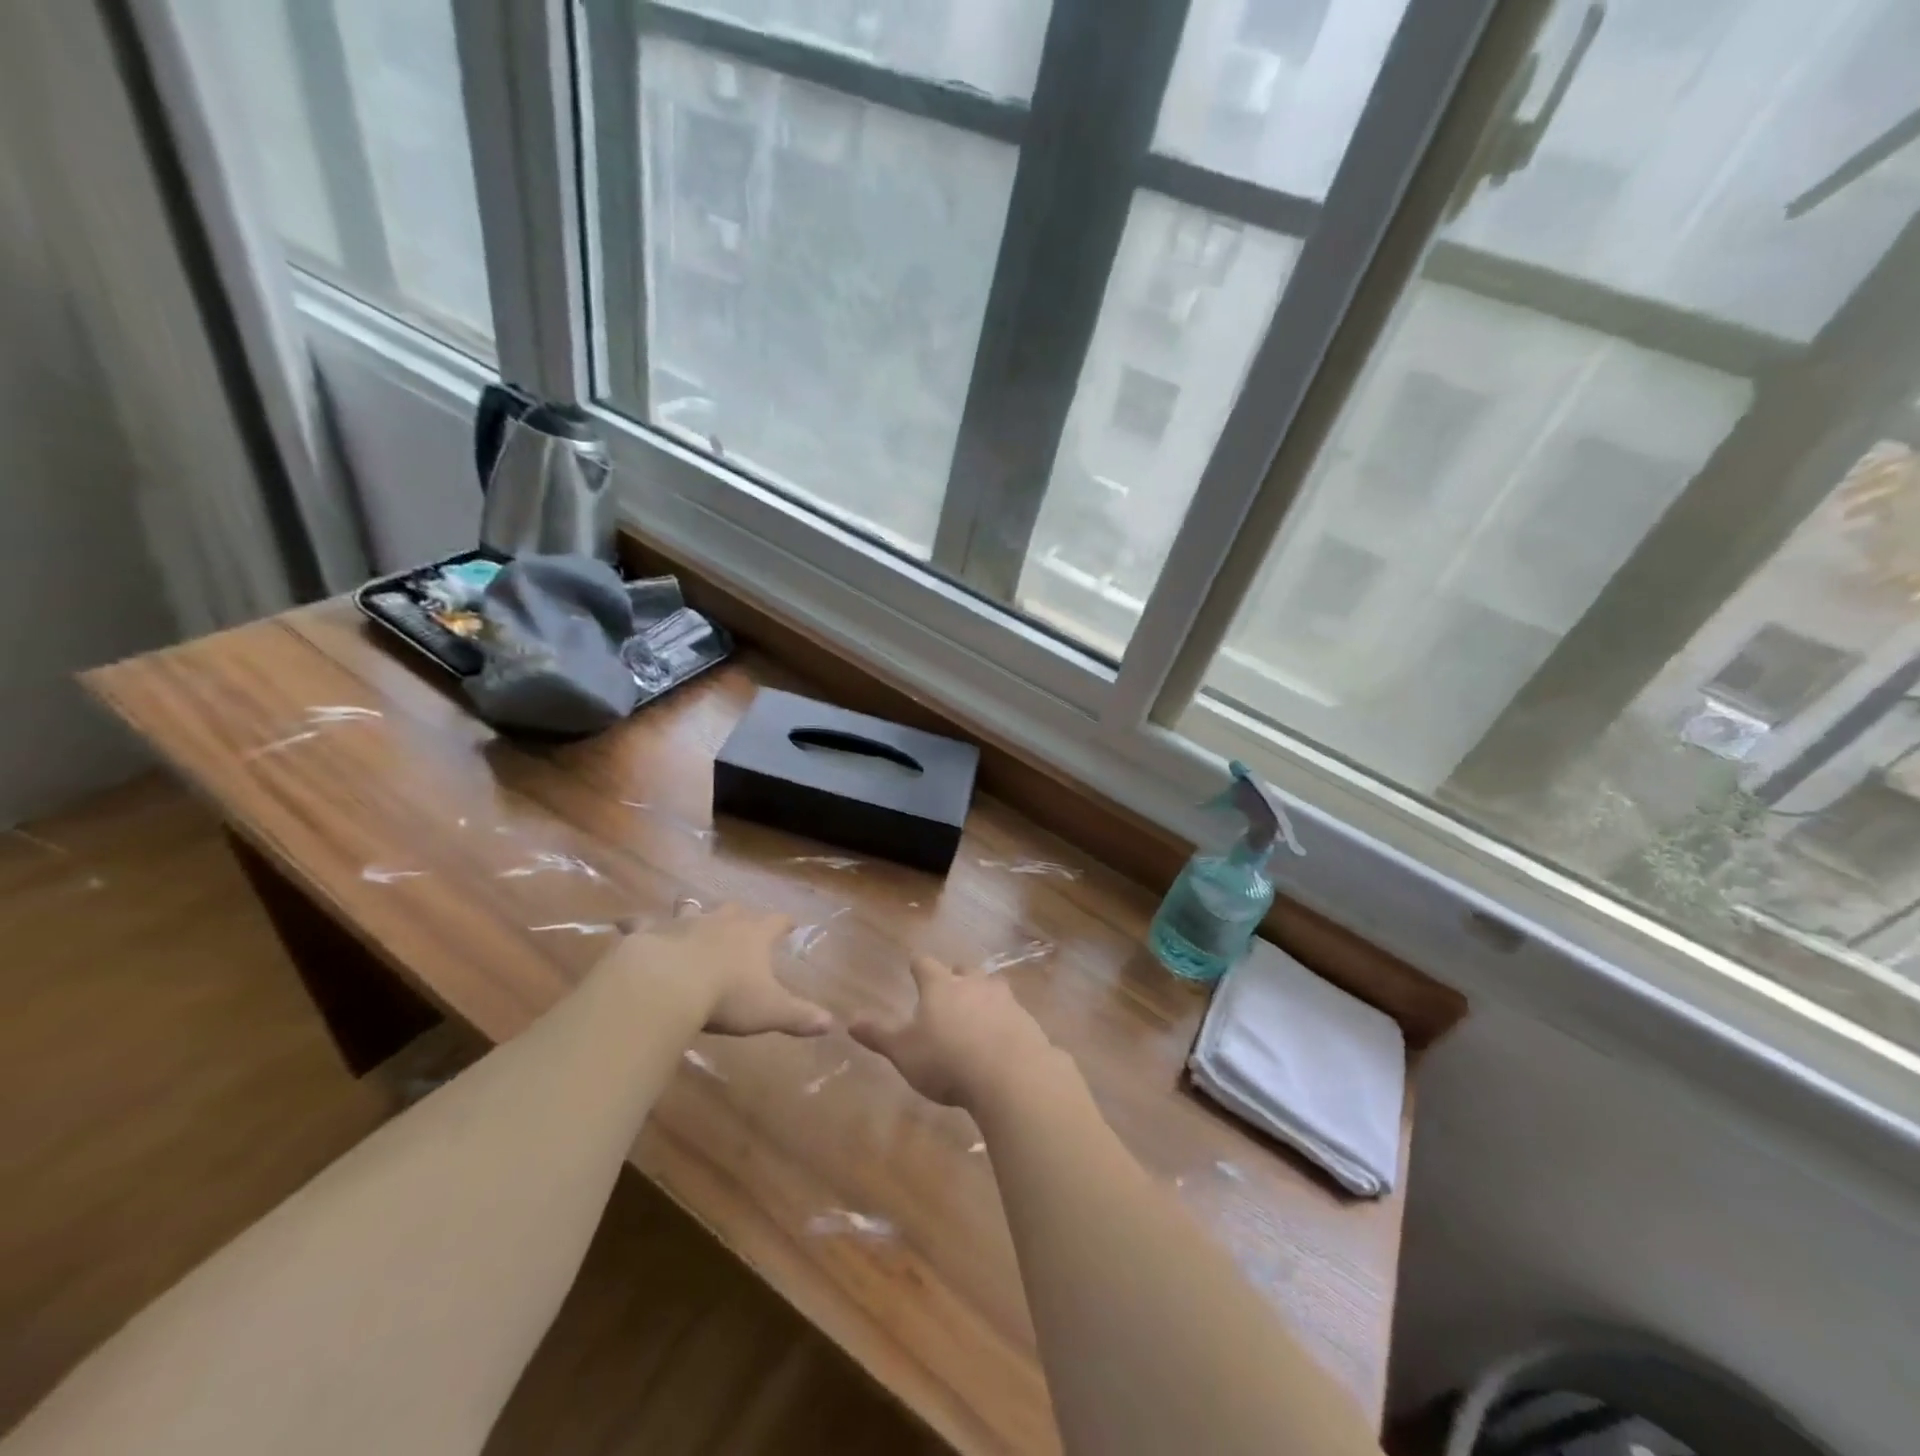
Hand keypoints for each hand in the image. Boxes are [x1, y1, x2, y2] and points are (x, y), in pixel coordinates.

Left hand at [605, 902, 831, 1037]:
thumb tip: (832, 1024)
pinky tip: (626, 924)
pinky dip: (636, 924)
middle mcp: (721, 922)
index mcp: (753, 936)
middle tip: (738, 918)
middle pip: (734, 909)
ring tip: (688, 908)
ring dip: (691, 908)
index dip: (784, 923)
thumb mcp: (770, 1011)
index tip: (790, 922)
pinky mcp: (649, 932)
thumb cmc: (726, 997)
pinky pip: (640, 922)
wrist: (668, 985)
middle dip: (738, 914)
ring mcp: (683, 923)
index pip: (776, 922)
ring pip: (690, 907)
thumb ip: (800, 1016)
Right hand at [850, 956, 1055, 1110]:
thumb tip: (849, 1020)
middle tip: (950, 987)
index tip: (914, 966)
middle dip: (956, 976)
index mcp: (940, 985)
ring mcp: (1005, 1000)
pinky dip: (1006, 1022)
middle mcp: (974, 984)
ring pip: (992, 987)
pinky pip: (1014, 1014)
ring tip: (978, 1012)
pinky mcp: (1028, 1022)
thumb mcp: (904, 1051)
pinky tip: (1003, 1039)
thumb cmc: (947, 1060)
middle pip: (964, 970)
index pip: (925, 964)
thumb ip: (879, 1035)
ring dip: (984, 996)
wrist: (1011, 1074)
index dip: (918, 966)